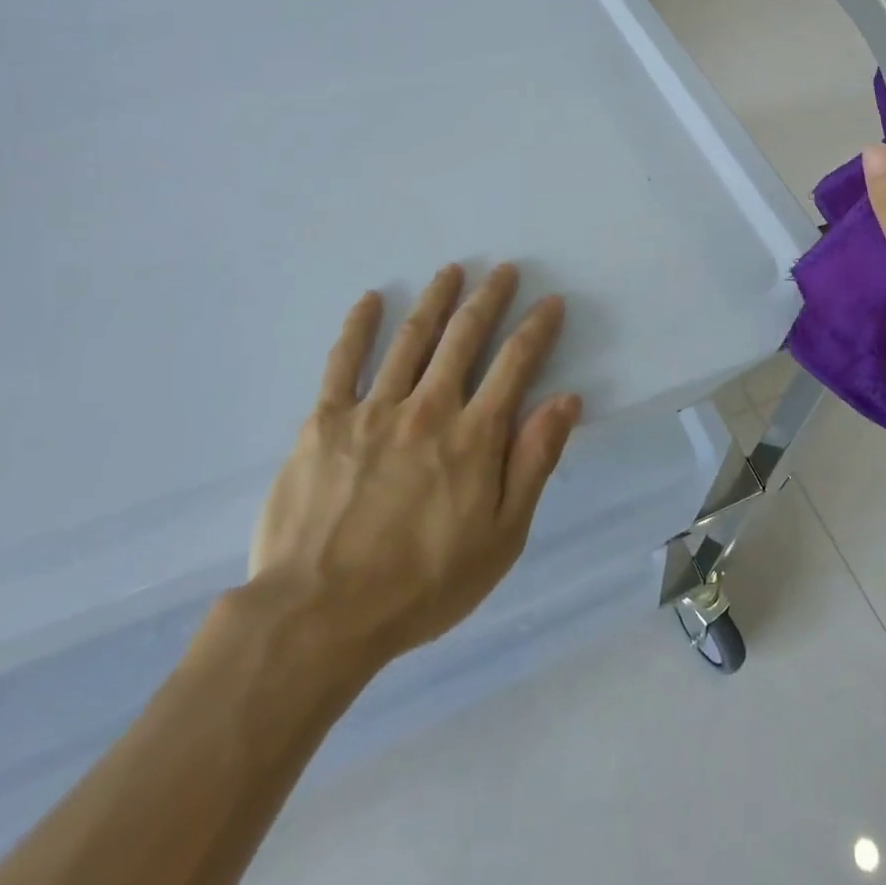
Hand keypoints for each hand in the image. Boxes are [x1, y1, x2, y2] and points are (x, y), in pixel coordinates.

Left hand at [245, 263, 581, 665]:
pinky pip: (342, 361)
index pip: (515, 364)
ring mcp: (373, 409)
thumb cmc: (422, 585)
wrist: (320, 614)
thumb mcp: (501, 537)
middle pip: (464, 337)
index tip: (550, 301)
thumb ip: (533, 463)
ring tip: (451, 270)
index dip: (536, 328)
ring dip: (435, 299)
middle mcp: (428, 408)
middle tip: (503, 270)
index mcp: (474, 436)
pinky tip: (369, 299)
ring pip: (411, 338)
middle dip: (488, 299)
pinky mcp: (325, 420)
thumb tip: (565, 400)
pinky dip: (357, 326)